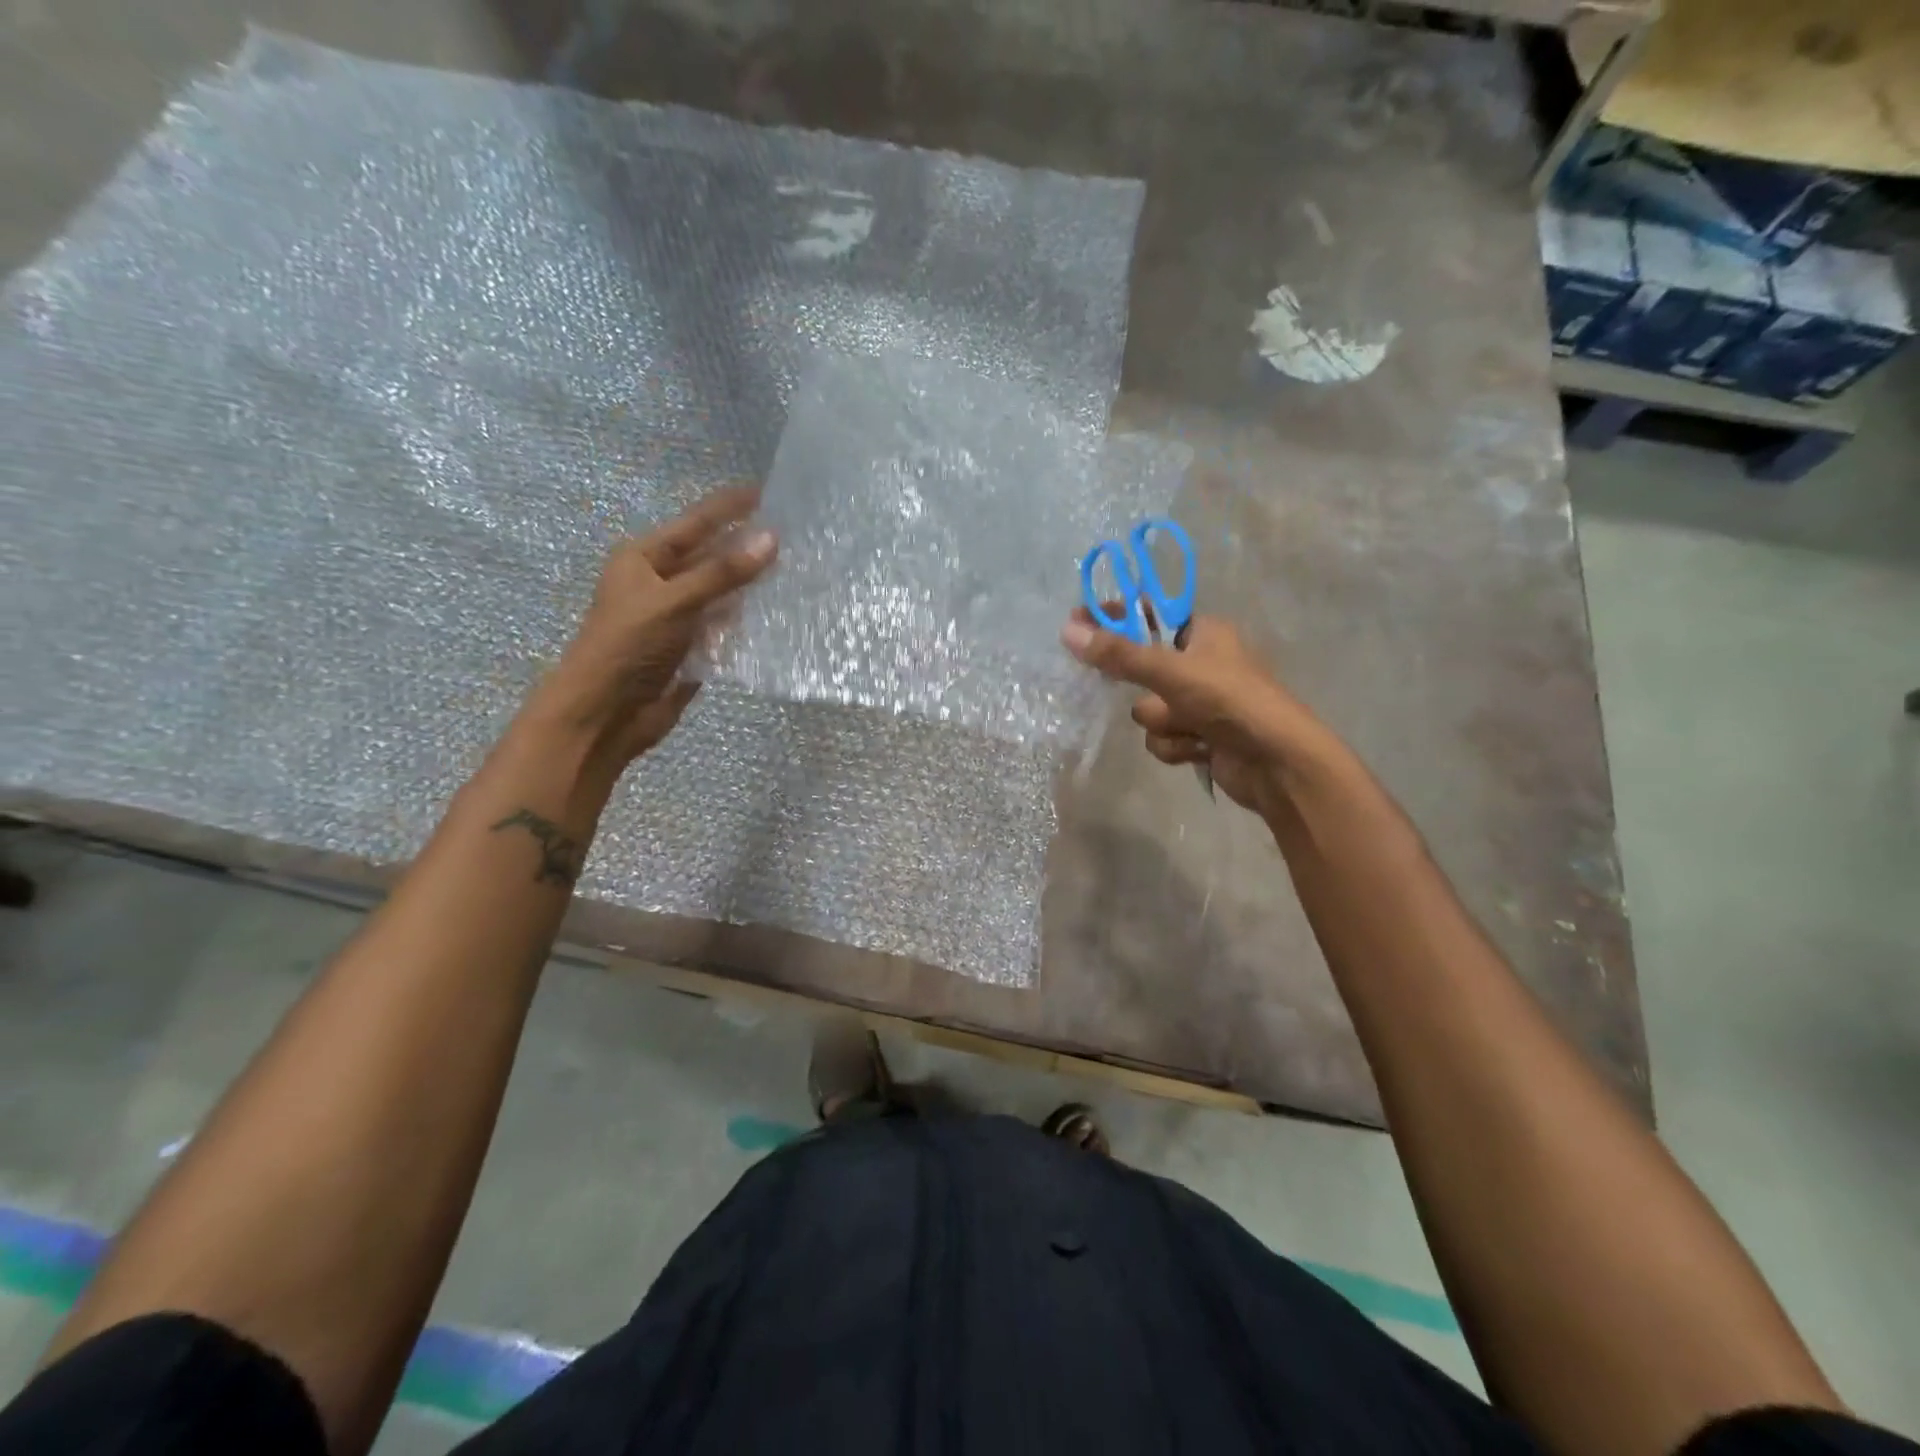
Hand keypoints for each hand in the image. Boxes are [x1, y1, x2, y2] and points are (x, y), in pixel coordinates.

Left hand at [528, 488, 777, 767]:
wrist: (603, 714)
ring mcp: (675, 619)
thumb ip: (723, 572)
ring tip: (792, 573)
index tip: (764, 493)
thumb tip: (772, 538)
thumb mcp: (674, 601)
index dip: (727, 508)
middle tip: (790, 536)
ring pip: (719, 595)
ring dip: (748, 588)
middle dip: (744, 549)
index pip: (693, 524)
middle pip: (709, 559)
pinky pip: (722, 629)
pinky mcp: (688, 651)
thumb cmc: (628, 646)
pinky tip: (773, 617)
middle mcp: (659, 584)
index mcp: (643, 560)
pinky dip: (744, 624)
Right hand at [1060, 610, 1328, 814]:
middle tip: (1124, 684)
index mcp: (1204, 633)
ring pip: (1150, 709)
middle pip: (1143, 667)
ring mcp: (1201, 703)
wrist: (1276, 762)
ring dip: (1163, 722)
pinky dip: (1175, 745)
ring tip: (1189, 727)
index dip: (1116, 618)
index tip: (1079, 622)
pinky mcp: (1200, 736)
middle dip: (1143, 687)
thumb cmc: (1228, 700)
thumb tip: (1068, 631)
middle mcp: (1201, 664)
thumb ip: (1119, 655)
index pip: (1150, 615)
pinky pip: (1163, 737)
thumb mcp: (1170, 672)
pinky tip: (1199, 749)